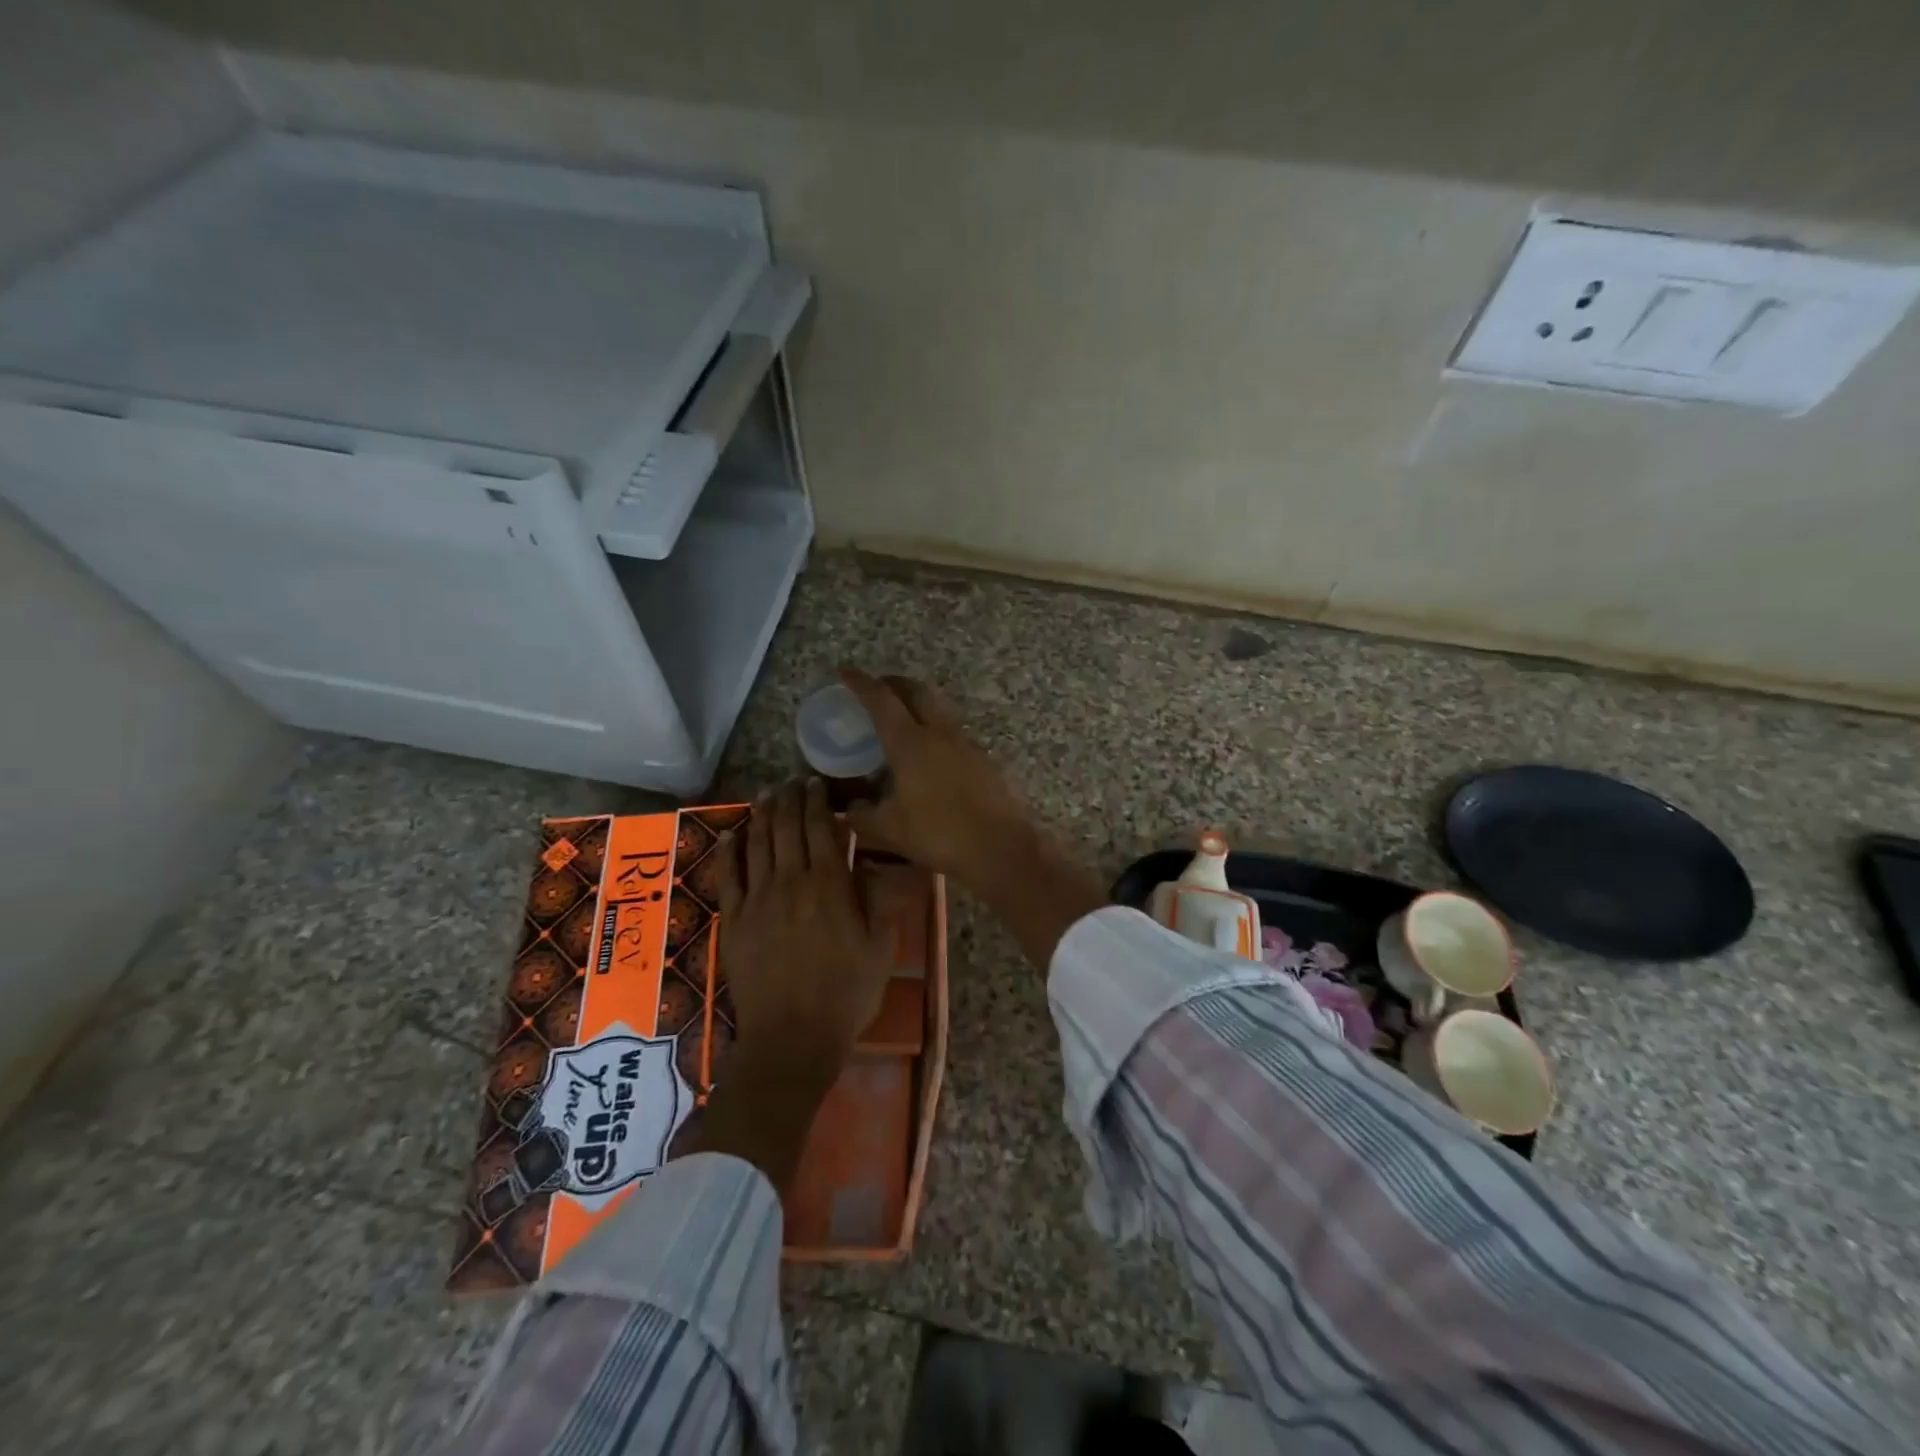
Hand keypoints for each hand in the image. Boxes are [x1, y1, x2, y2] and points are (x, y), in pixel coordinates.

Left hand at [696, 779, 893, 1185]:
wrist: (794, 1036)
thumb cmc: (847, 993)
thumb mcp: (880, 946)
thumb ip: (876, 899)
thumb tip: (868, 863)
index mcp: (830, 884)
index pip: (821, 827)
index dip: (818, 800)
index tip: (817, 783)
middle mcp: (791, 881)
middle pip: (786, 826)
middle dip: (790, 798)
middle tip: (792, 782)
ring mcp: (758, 898)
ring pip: (758, 842)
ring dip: (763, 813)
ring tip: (768, 794)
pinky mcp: (735, 918)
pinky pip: (729, 874)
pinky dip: (731, 848)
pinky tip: (733, 832)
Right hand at [839, 669, 1107, 969]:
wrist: (1001, 847)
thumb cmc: (939, 835)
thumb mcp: (889, 829)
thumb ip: (862, 815)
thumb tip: (850, 807)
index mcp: (910, 743)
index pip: (881, 700)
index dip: (861, 683)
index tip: (845, 672)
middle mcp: (939, 733)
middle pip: (915, 691)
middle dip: (893, 683)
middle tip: (876, 688)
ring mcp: (965, 743)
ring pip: (938, 708)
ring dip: (917, 702)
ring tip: (900, 716)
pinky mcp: (982, 758)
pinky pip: (952, 730)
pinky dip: (934, 726)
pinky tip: (929, 751)